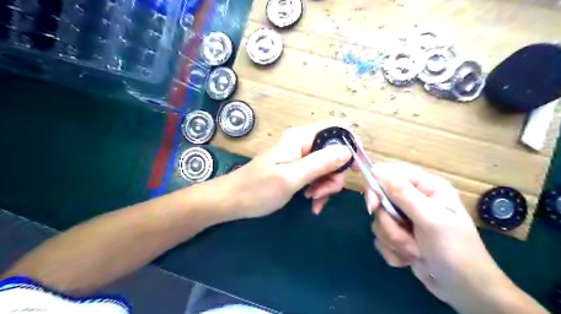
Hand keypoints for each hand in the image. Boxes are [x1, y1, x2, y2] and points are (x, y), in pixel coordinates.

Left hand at [222, 121, 350, 219]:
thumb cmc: (258, 189)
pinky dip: (319, 190)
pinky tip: (311, 203)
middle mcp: (303, 143)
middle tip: (320, 192)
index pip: (337, 128)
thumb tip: (348, 151)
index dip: (351, 145)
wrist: (233, 201)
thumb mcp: (291, 178)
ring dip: (326, 186)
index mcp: (301, 138)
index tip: (354, 169)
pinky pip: (318, 176)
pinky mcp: (298, 169)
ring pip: (328, 167)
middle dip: (334, 175)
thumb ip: (320, 163)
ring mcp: (300, 157)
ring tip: (312, 200)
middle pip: (335, 152)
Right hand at [366, 161, 513, 311]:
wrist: (464, 290)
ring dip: (393, 240)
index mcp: (425, 186)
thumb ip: (403, 194)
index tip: (373, 207)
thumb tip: (376, 170)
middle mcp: (413, 198)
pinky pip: (381, 237)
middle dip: (389, 223)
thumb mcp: (431, 219)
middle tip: (404, 237)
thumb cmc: (455, 250)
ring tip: (414, 252)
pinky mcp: (398, 235)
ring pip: (379, 221)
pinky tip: (410, 259)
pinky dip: (393, 251)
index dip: (376, 187)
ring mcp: (404, 218)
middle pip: (379, 200)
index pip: (387, 173)